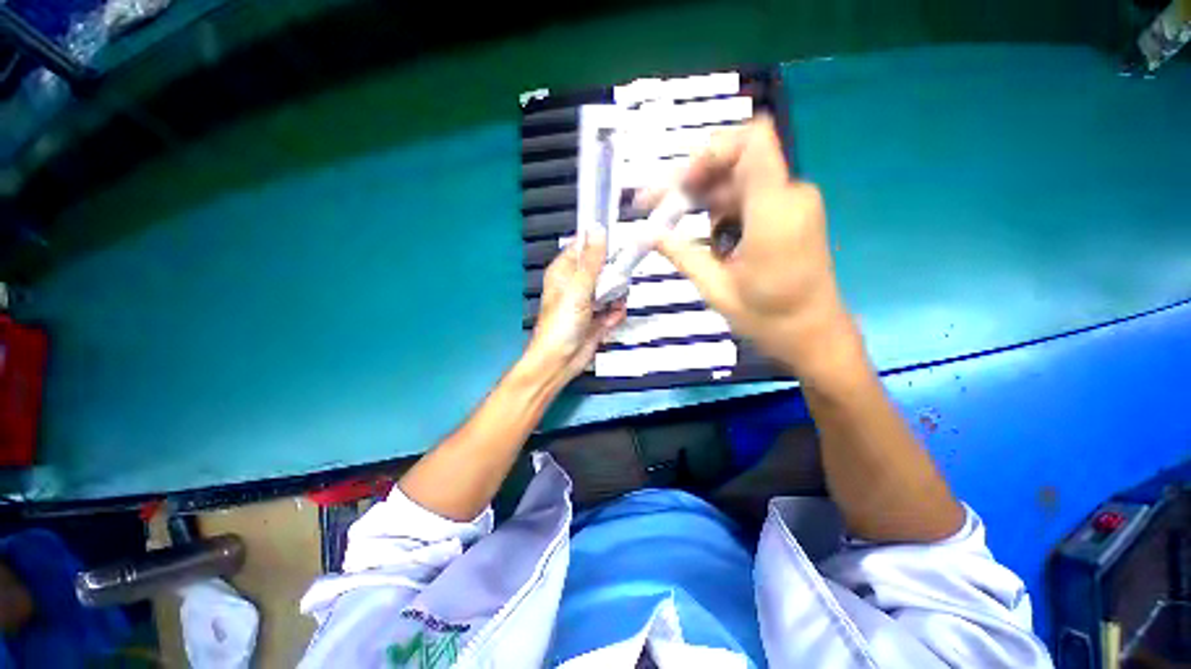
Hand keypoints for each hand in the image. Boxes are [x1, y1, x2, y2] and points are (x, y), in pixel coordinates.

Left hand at [525, 230, 626, 382]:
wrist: (560, 362)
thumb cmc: (561, 324)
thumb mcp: (578, 289)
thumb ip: (592, 261)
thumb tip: (598, 228)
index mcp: (564, 272)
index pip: (584, 247)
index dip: (600, 243)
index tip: (618, 243)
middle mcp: (577, 284)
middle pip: (603, 268)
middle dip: (614, 274)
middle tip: (618, 280)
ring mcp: (588, 302)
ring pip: (612, 288)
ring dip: (617, 296)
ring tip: (613, 304)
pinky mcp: (598, 318)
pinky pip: (614, 309)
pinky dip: (616, 313)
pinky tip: (611, 320)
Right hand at [646, 115, 860, 382]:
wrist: (814, 335)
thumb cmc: (769, 318)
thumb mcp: (717, 289)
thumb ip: (683, 255)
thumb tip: (648, 234)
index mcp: (775, 212)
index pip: (751, 142)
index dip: (711, 151)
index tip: (681, 185)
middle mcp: (788, 196)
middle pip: (734, 162)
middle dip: (691, 181)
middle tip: (654, 206)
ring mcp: (790, 204)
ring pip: (736, 181)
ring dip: (701, 200)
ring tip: (670, 227)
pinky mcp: (787, 215)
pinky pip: (747, 198)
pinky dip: (719, 212)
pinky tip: (704, 238)